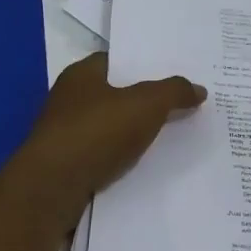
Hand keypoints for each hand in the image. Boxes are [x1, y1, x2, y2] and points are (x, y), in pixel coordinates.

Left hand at [18, 52, 205, 201]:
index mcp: (81, 75)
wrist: (51, 190)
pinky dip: (122, 159)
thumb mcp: (146, 105)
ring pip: (109, 128)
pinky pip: (103, 156)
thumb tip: (199, 89)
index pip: (116, 60)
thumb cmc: (96, 132)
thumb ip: (174, 92)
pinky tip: (146, 166)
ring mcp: (64, 135)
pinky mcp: (66, 167)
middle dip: (143, 100)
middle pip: (114, 94)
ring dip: (133, 132)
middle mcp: (68, 100)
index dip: (144, 64)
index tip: (173, 73)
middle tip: (180, 104)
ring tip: (171, 137)